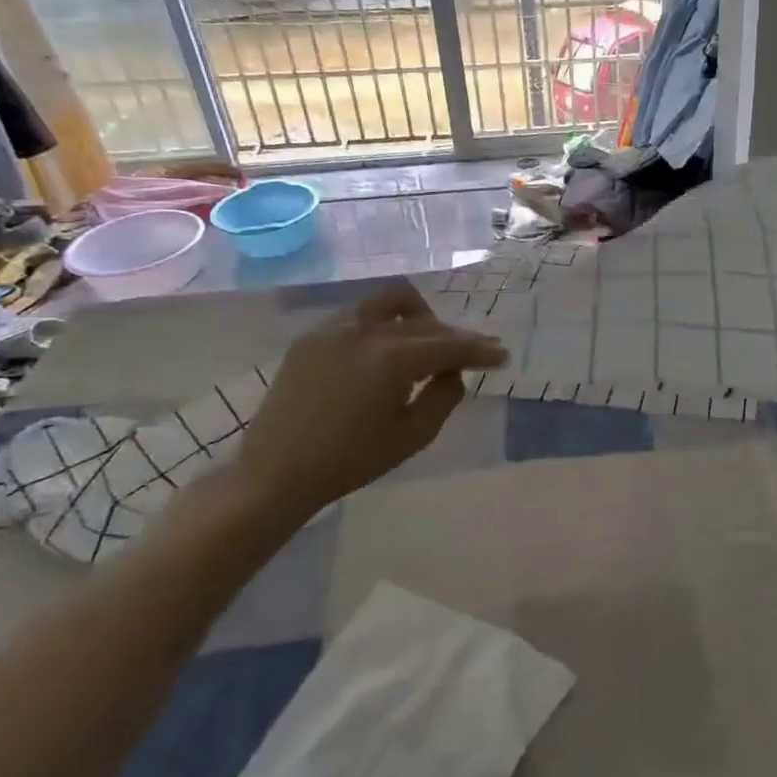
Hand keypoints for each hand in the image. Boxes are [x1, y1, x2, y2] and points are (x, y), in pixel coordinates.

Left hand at [233, 280, 507, 522]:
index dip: (480, 350)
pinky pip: (359, 316)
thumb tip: (453, 372)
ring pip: (389, 302)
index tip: (502, 355)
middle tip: (471, 353)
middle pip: (424, 322)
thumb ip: (444, 397)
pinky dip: (384, 326)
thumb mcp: (412, 436)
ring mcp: (333, 329)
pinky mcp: (311, 338)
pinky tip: (384, 353)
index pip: (449, 345)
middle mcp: (364, 331)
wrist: (275, 473)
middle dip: (453, 336)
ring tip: (425, 343)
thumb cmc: (350, 461)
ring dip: (417, 317)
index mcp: (391, 358)